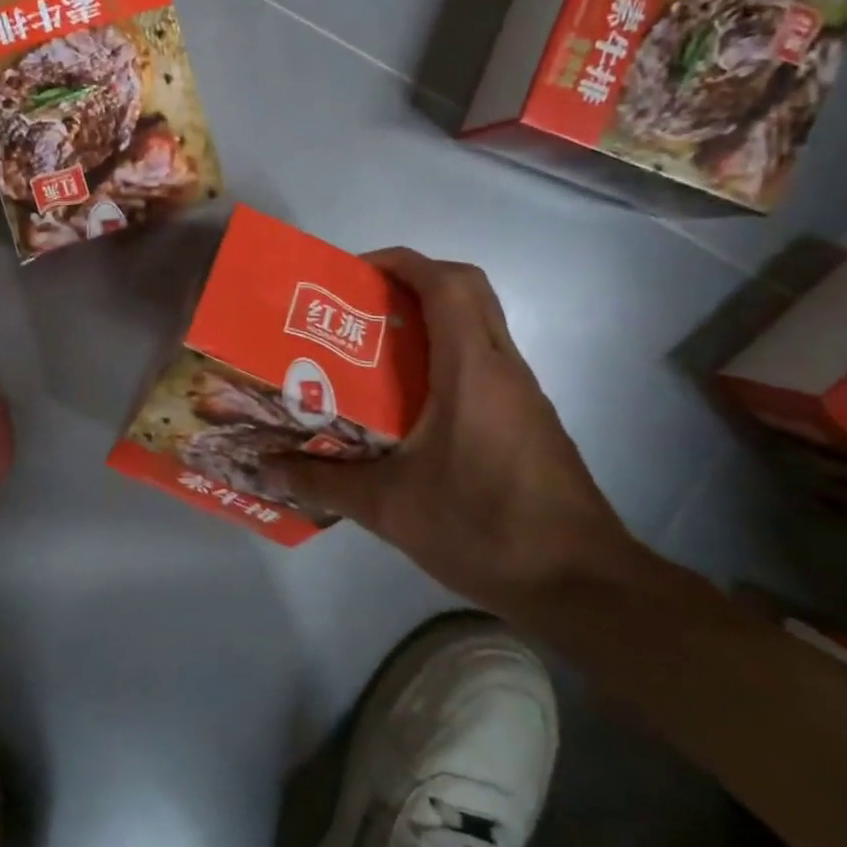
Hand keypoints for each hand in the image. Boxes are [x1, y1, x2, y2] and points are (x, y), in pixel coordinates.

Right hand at [280, 249, 642, 618]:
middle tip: (362, 305)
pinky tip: (409, 404)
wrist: (580, 584)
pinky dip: (447, 357)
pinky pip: (484, 363)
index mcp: (472, 370)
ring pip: (479, 326)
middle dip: (415, 280)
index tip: (355, 272)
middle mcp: (503, 368)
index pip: (446, 283)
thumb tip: (265, 468)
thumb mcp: (389, 507)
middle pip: (468, 290)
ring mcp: (522, 395)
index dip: (402, 262)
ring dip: (431, 320)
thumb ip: (323, 481)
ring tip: (373, 350)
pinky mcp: (528, 421)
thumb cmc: (484, 528)